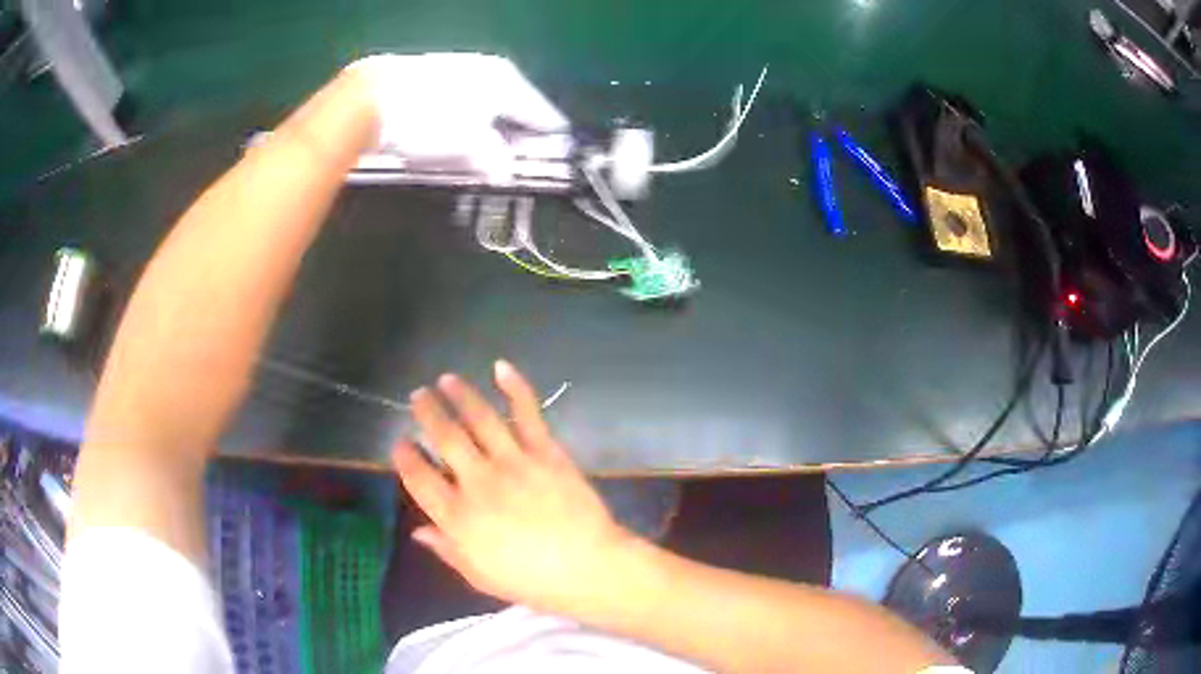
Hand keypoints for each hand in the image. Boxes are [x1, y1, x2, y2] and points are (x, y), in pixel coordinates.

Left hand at [348, 53, 569, 181]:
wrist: (370, 98)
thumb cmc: (429, 121)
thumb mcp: (469, 148)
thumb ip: (497, 161)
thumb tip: (505, 172)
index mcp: (509, 82)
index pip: (542, 114)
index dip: (549, 140)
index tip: (555, 159)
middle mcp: (490, 70)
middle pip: (514, 109)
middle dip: (515, 138)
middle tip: (514, 165)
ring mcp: (461, 69)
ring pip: (486, 106)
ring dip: (488, 132)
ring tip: (481, 158)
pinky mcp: (434, 75)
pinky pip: (462, 102)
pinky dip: (464, 122)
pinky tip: (452, 138)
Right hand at [393, 360, 635, 612]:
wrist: (587, 567)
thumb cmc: (530, 580)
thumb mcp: (479, 575)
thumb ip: (447, 549)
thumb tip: (419, 532)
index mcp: (457, 517)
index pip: (419, 478)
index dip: (405, 457)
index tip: (400, 443)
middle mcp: (478, 482)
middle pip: (444, 437)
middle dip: (427, 412)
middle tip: (418, 395)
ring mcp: (512, 462)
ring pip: (478, 417)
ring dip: (459, 394)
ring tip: (447, 379)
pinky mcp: (545, 451)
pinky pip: (526, 413)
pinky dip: (514, 387)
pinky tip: (500, 367)